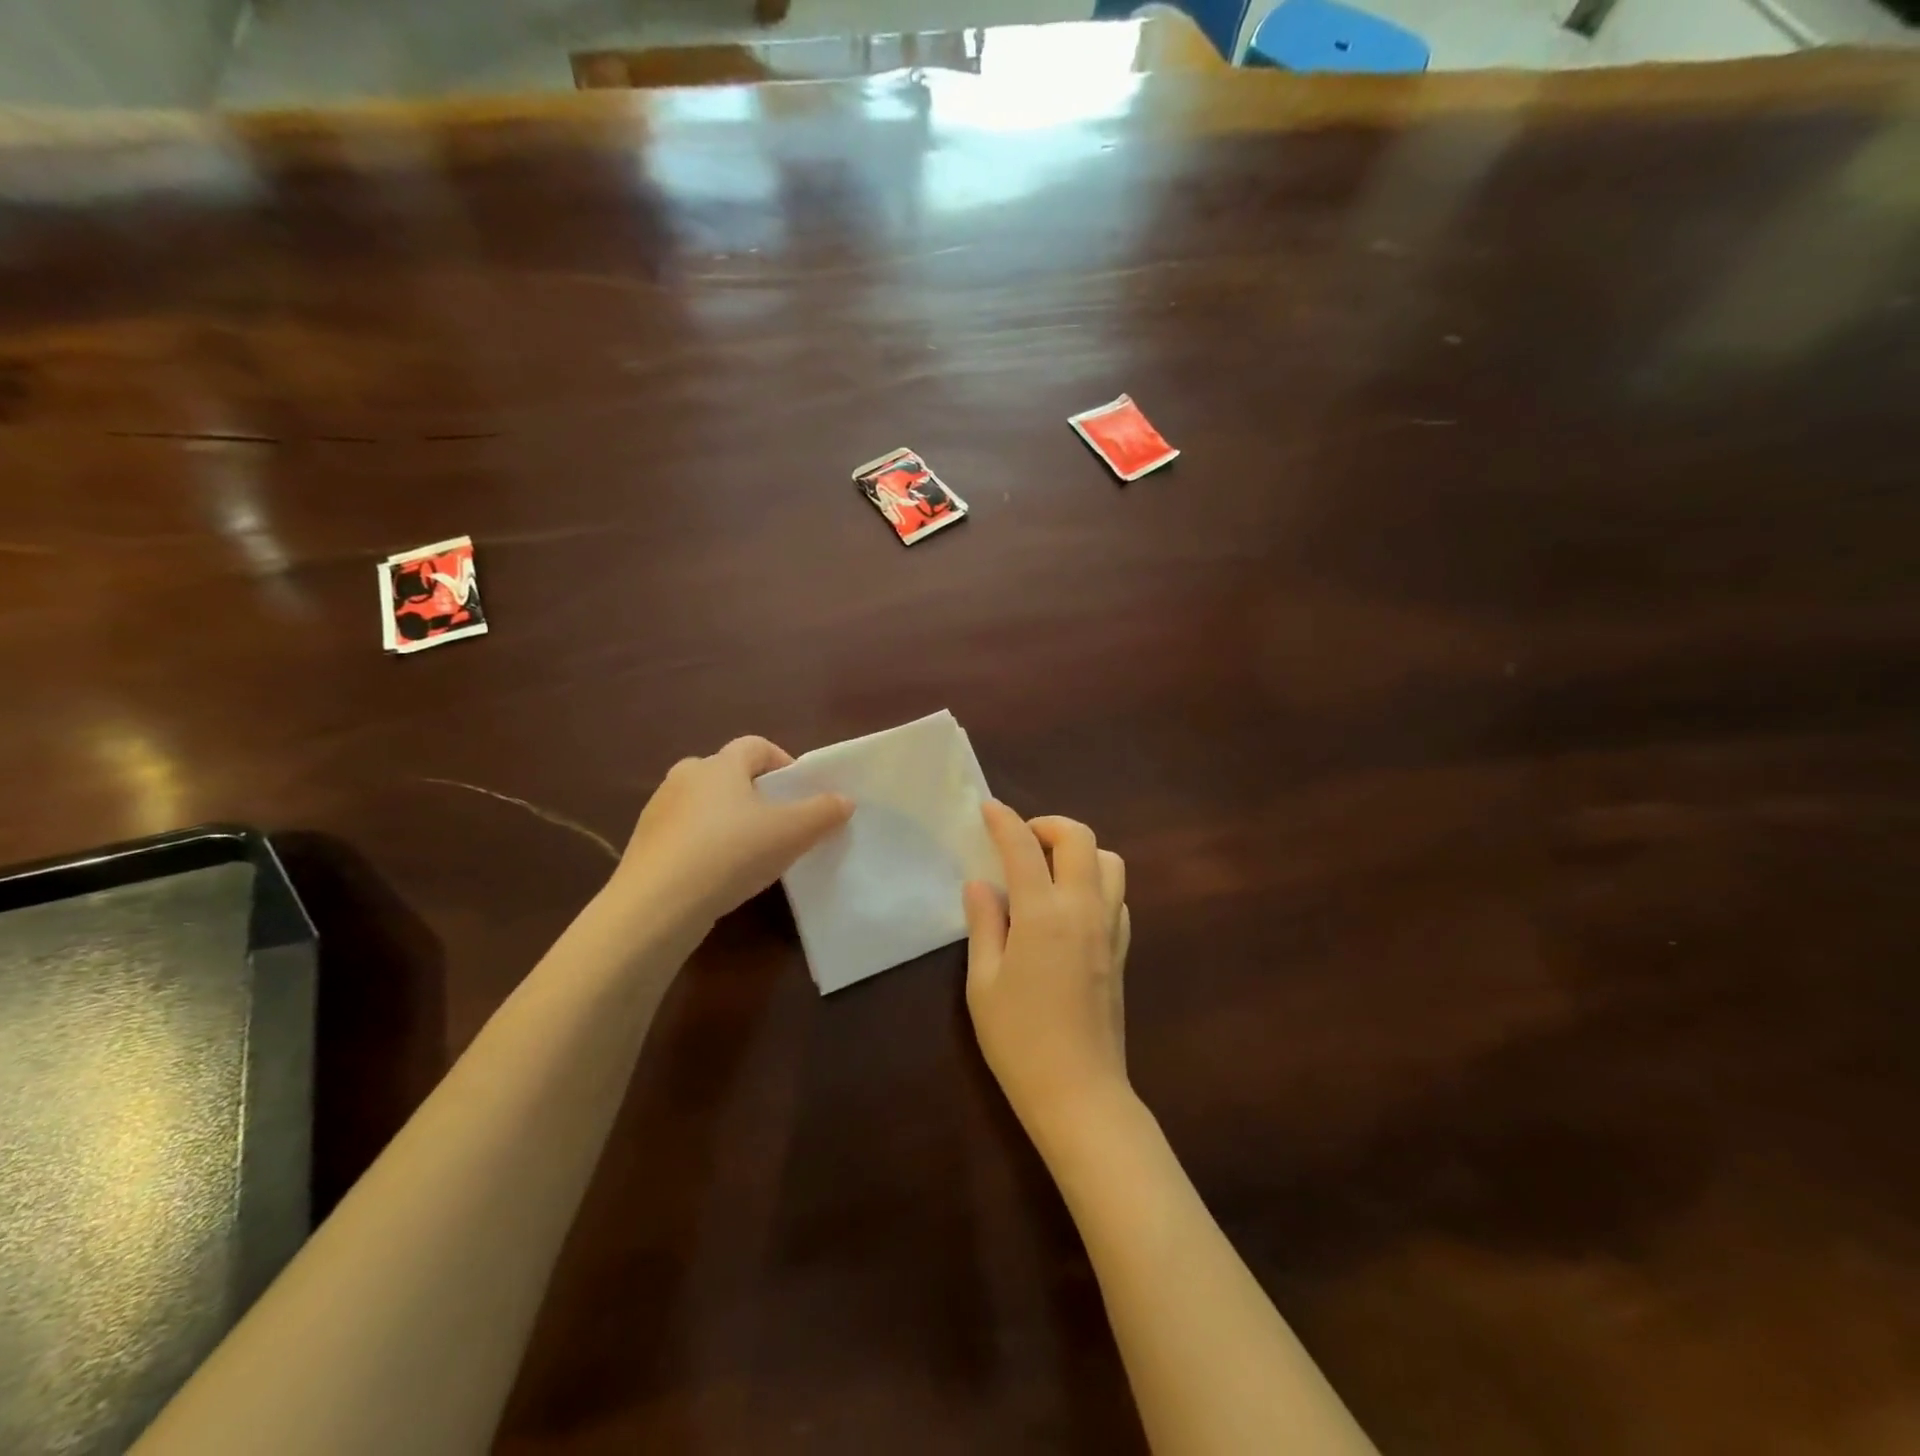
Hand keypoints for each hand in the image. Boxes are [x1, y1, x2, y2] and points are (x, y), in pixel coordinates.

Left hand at [611, 736, 851, 927]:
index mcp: (720, 765)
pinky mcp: (643, 844)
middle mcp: (685, 777)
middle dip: (753, 792)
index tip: (798, 791)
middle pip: (726, 772)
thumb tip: (845, 800)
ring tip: (747, 853)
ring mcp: (658, 810)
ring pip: (703, 803)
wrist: (656, 905)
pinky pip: (683, 834)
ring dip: (726, 819)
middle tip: (775, 822)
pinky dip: (703, 844)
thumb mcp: (791, 833)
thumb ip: (823, 812)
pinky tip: (716, 875)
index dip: (782, 762)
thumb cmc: (730, 854)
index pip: (755, 746)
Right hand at [963, 802, 1131, 1147]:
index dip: (1004, 821)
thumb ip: (984, 924)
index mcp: (1043, 914)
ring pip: (1109, 861)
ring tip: (1049, 870)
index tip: (987, 808)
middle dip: (1049, 825)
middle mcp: (1084, 909)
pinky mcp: (1122, 949)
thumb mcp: (983, 983)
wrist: (1079, 1092)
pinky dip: (1094, 881)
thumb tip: (981, 885)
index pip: (1023, 847)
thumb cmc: (1019, 1040)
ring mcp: (1110, 928)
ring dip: (1080, 851)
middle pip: (1080, 838)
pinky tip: (1069, 906)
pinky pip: (1116, 895)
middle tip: (1021, 840)